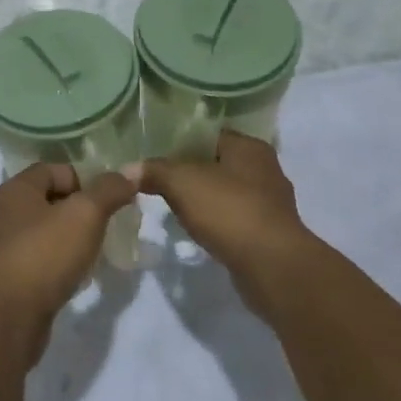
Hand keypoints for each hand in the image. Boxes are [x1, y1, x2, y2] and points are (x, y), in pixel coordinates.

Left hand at [0, 163, 137, 358]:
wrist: (7, 318)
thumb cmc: (44, 254)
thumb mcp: (84, 214)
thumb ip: (108, 190)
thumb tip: (130, 172)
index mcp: (18, 189)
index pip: (56, 170)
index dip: (86, 178)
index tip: (112, 198)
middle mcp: (9, 213)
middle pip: (55, 200)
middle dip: (86, 210)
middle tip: (114, 224)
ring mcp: (10, 248)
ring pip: (52, 232)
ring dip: (78, 238)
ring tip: (102, 250)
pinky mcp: (16, 279)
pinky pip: (47, 261)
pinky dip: (67, 264)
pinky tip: (84, 276)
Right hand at [138, 132, 312, 293]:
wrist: (272, 267)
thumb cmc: (229, 210)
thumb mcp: (181, 182)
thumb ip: (154, 170)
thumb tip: (128, 169)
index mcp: (250, 147)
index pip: (210, 133)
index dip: (182, 141)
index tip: (156, 153)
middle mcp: (265, 170)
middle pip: (218, 163)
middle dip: (192, 171)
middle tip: (160, 180)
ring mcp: (271, 204)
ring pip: (227, 193)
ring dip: (205, 199)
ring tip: (174, 206)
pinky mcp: (270, 234)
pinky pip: (235, 219)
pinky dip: (217, 223)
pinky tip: (198, 231)